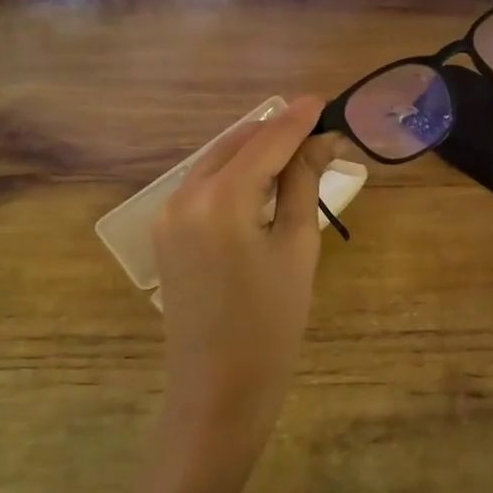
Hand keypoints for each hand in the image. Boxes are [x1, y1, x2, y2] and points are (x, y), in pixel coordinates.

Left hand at [152, 95, 334, 473]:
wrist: (217, 392)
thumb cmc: (271, 324)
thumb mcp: (296, 248)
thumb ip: (303, 184)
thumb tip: (322, 140)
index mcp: (220, 199)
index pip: (266, 141)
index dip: (299, 118)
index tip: (326, 100)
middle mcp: (184, 195)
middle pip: (236, 143)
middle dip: (276, 130)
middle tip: (318, 128)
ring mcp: (168, 215)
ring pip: (217, 161)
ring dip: (255, 150)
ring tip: (297, 150)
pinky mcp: (166, 234)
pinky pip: (203, 185)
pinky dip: (234, 173)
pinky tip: (262, 180)